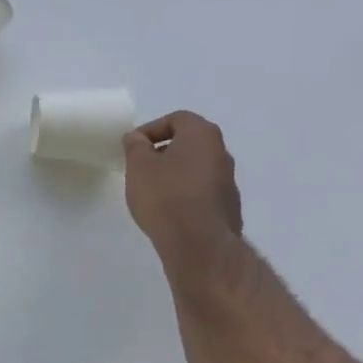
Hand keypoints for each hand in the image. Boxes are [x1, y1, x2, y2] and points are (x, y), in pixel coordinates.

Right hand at [123, 111, 243, 273]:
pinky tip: (168, 211)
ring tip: (151, 191)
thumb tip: (136, 138)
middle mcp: (222, 153)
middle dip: (163, 151)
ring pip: (196, 168)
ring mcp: (229, 182)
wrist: (199, 244)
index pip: (177, 119)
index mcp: (202, 135)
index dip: (151, 129)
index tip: (133, 147)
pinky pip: (202, 192)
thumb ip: (135, 146)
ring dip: (174, 174)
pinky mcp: (228, 208)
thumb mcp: (138, 166)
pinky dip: (185, 194)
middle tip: (140, 167)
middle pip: (189, 143)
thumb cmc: (165, 196)